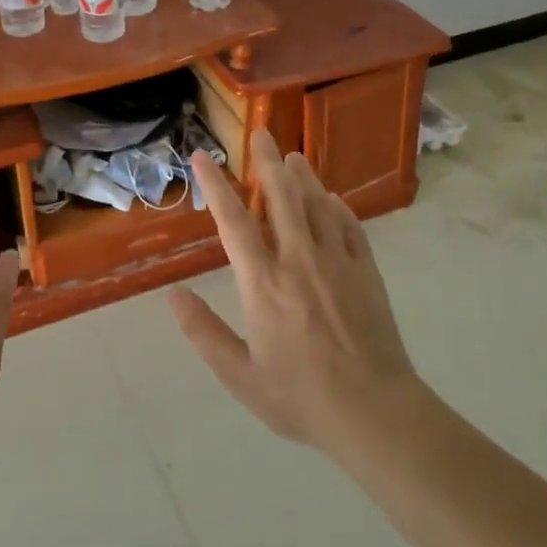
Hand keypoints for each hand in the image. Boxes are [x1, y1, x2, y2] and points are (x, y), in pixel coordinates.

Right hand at [170, 132, 420, 454]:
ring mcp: (336, 262)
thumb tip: (172, 295)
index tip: (202, 157)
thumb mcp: (240, 376)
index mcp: (263, 283)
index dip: (216, 185)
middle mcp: (298, 260)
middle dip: (268, 162)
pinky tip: (332, 199)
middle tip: (261, 134)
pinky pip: (349, 227)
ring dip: (303, 177)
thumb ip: (204, 332)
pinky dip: (337, 208)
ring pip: (317, 205)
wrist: (375, 412)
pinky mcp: (366, 271)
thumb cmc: (300, 397)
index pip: (234, 221)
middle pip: (282, 197)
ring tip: (293, 156)